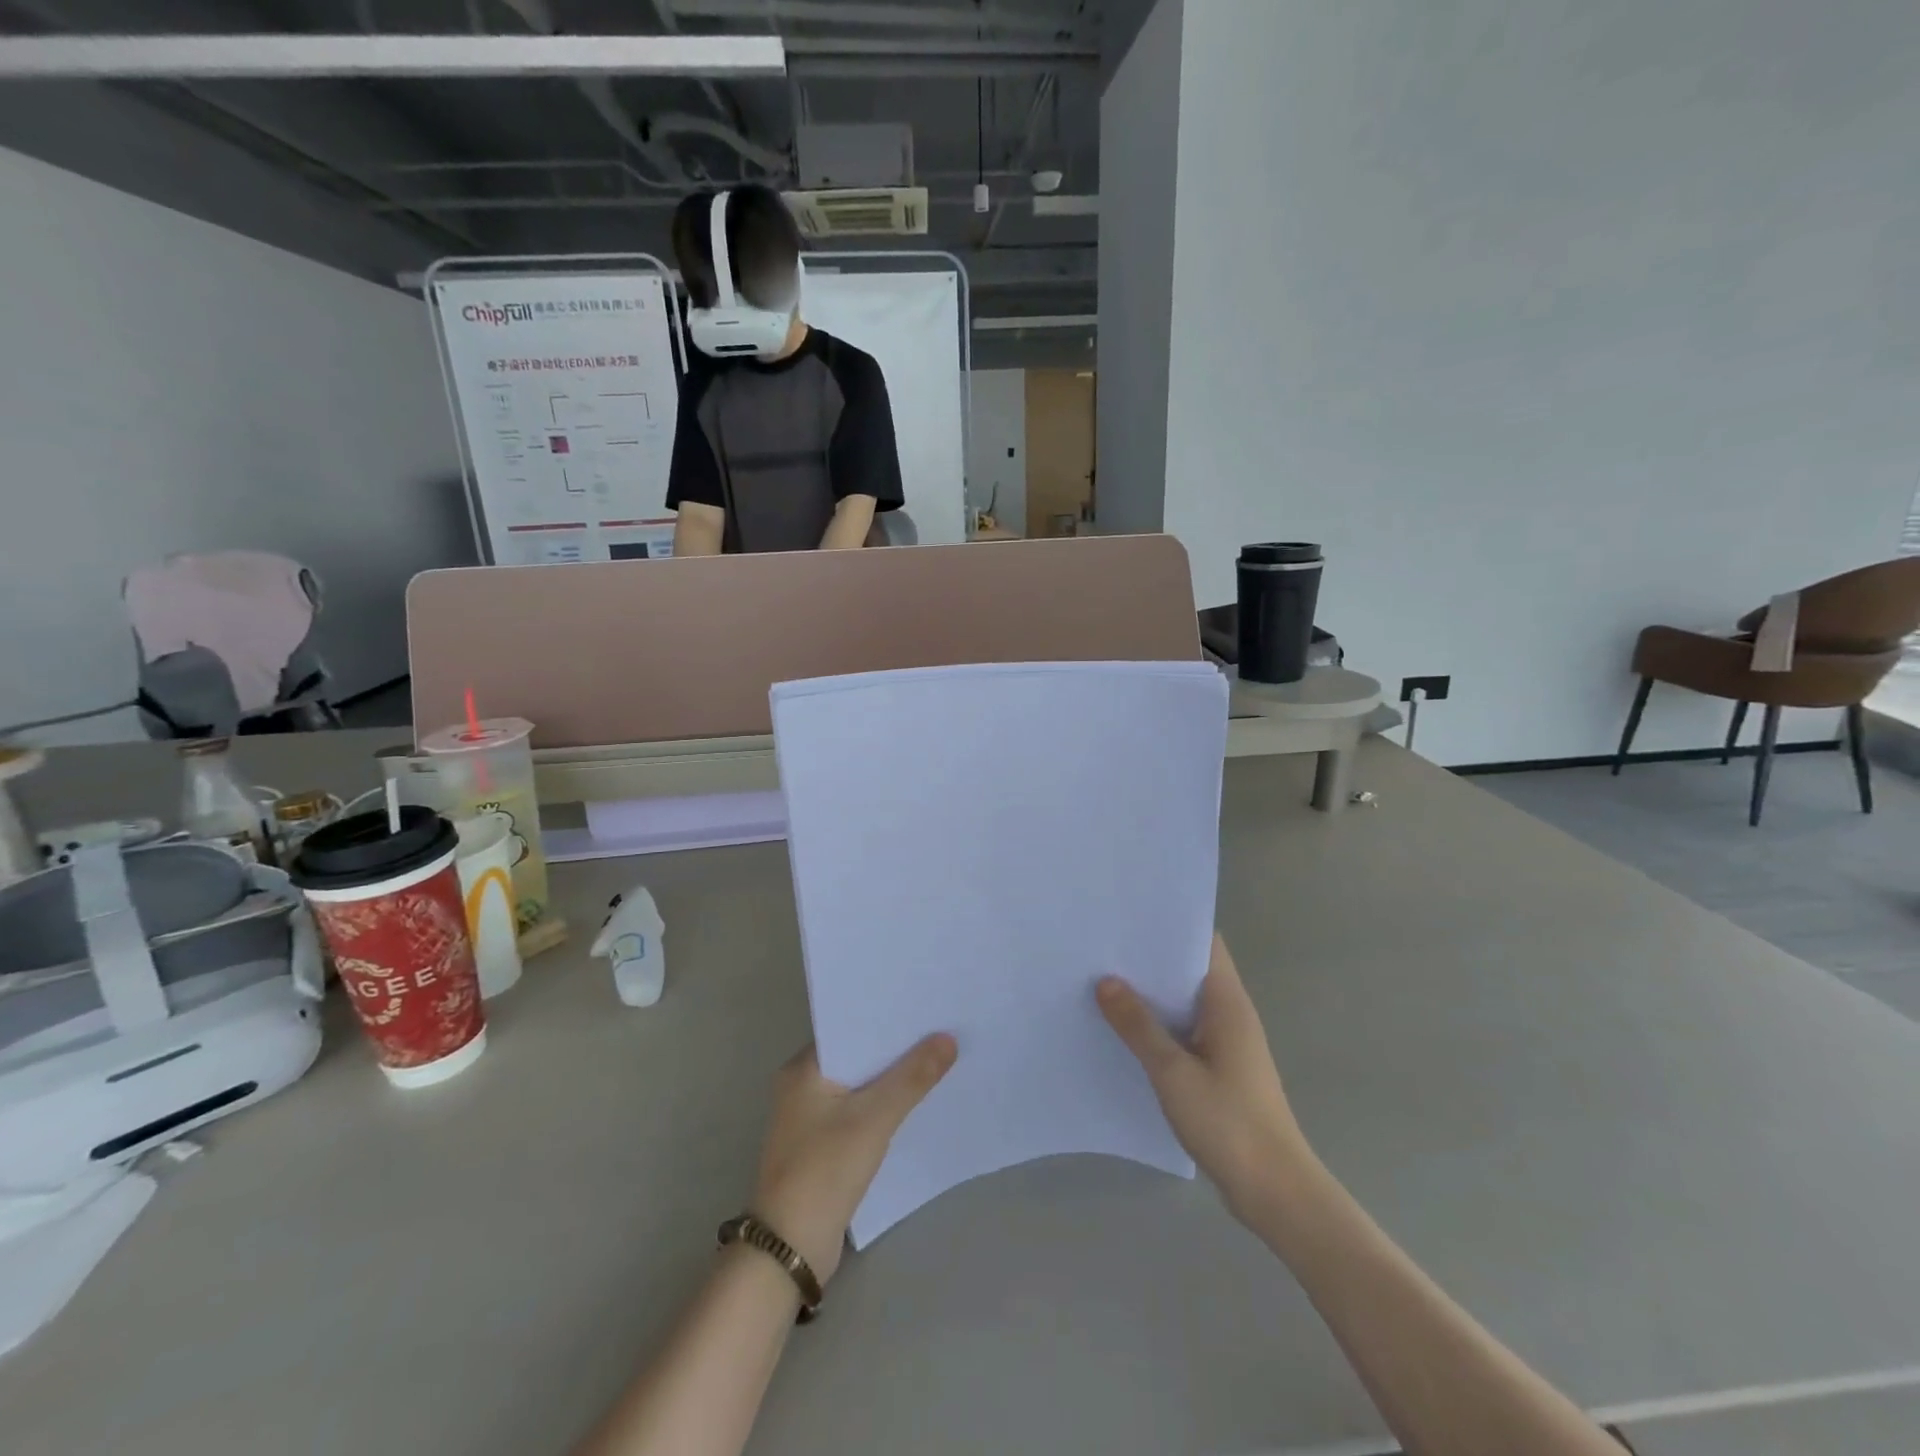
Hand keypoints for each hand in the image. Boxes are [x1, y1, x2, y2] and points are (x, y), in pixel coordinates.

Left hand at [751, 1035, 956, 1284]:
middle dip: (895, 1048)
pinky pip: (858, 1112)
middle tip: (940, 1030)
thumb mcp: (874, 1119)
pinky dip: (883, 1106)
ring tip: (937, 1060)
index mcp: (803, 1069)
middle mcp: (802, 1086)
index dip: (886, 1019)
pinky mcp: (821, 1146)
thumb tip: (948, 1038)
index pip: (849, 1028)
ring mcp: (810, 1118)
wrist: (789, 1250)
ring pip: (860, 1085)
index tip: (924, 1008)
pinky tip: (915, 1104)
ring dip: (891, 1079)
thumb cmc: (824, 1171)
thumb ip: (912, 1078)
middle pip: (857, 1056)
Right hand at [1098, 935, 1315, 1218]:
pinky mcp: (1219, 1068)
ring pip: (1184, 1002)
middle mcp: (1230, 1013)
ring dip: (1151, 993)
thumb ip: (1138, 1025)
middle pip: (1189, 969)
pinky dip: (1158, 1023)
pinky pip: (1184, 1031)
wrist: (1275, 1192)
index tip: (1129, 915)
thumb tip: (1105, 981)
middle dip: (1150, 958)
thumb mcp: (1173, 1072)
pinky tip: (1123, 1029)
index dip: (1170, 924)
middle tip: (1103, 945)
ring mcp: (1226, 1042)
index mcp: (1227, 1002)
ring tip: (1102, 979)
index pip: (1203, 942)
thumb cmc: (1228, 1123)